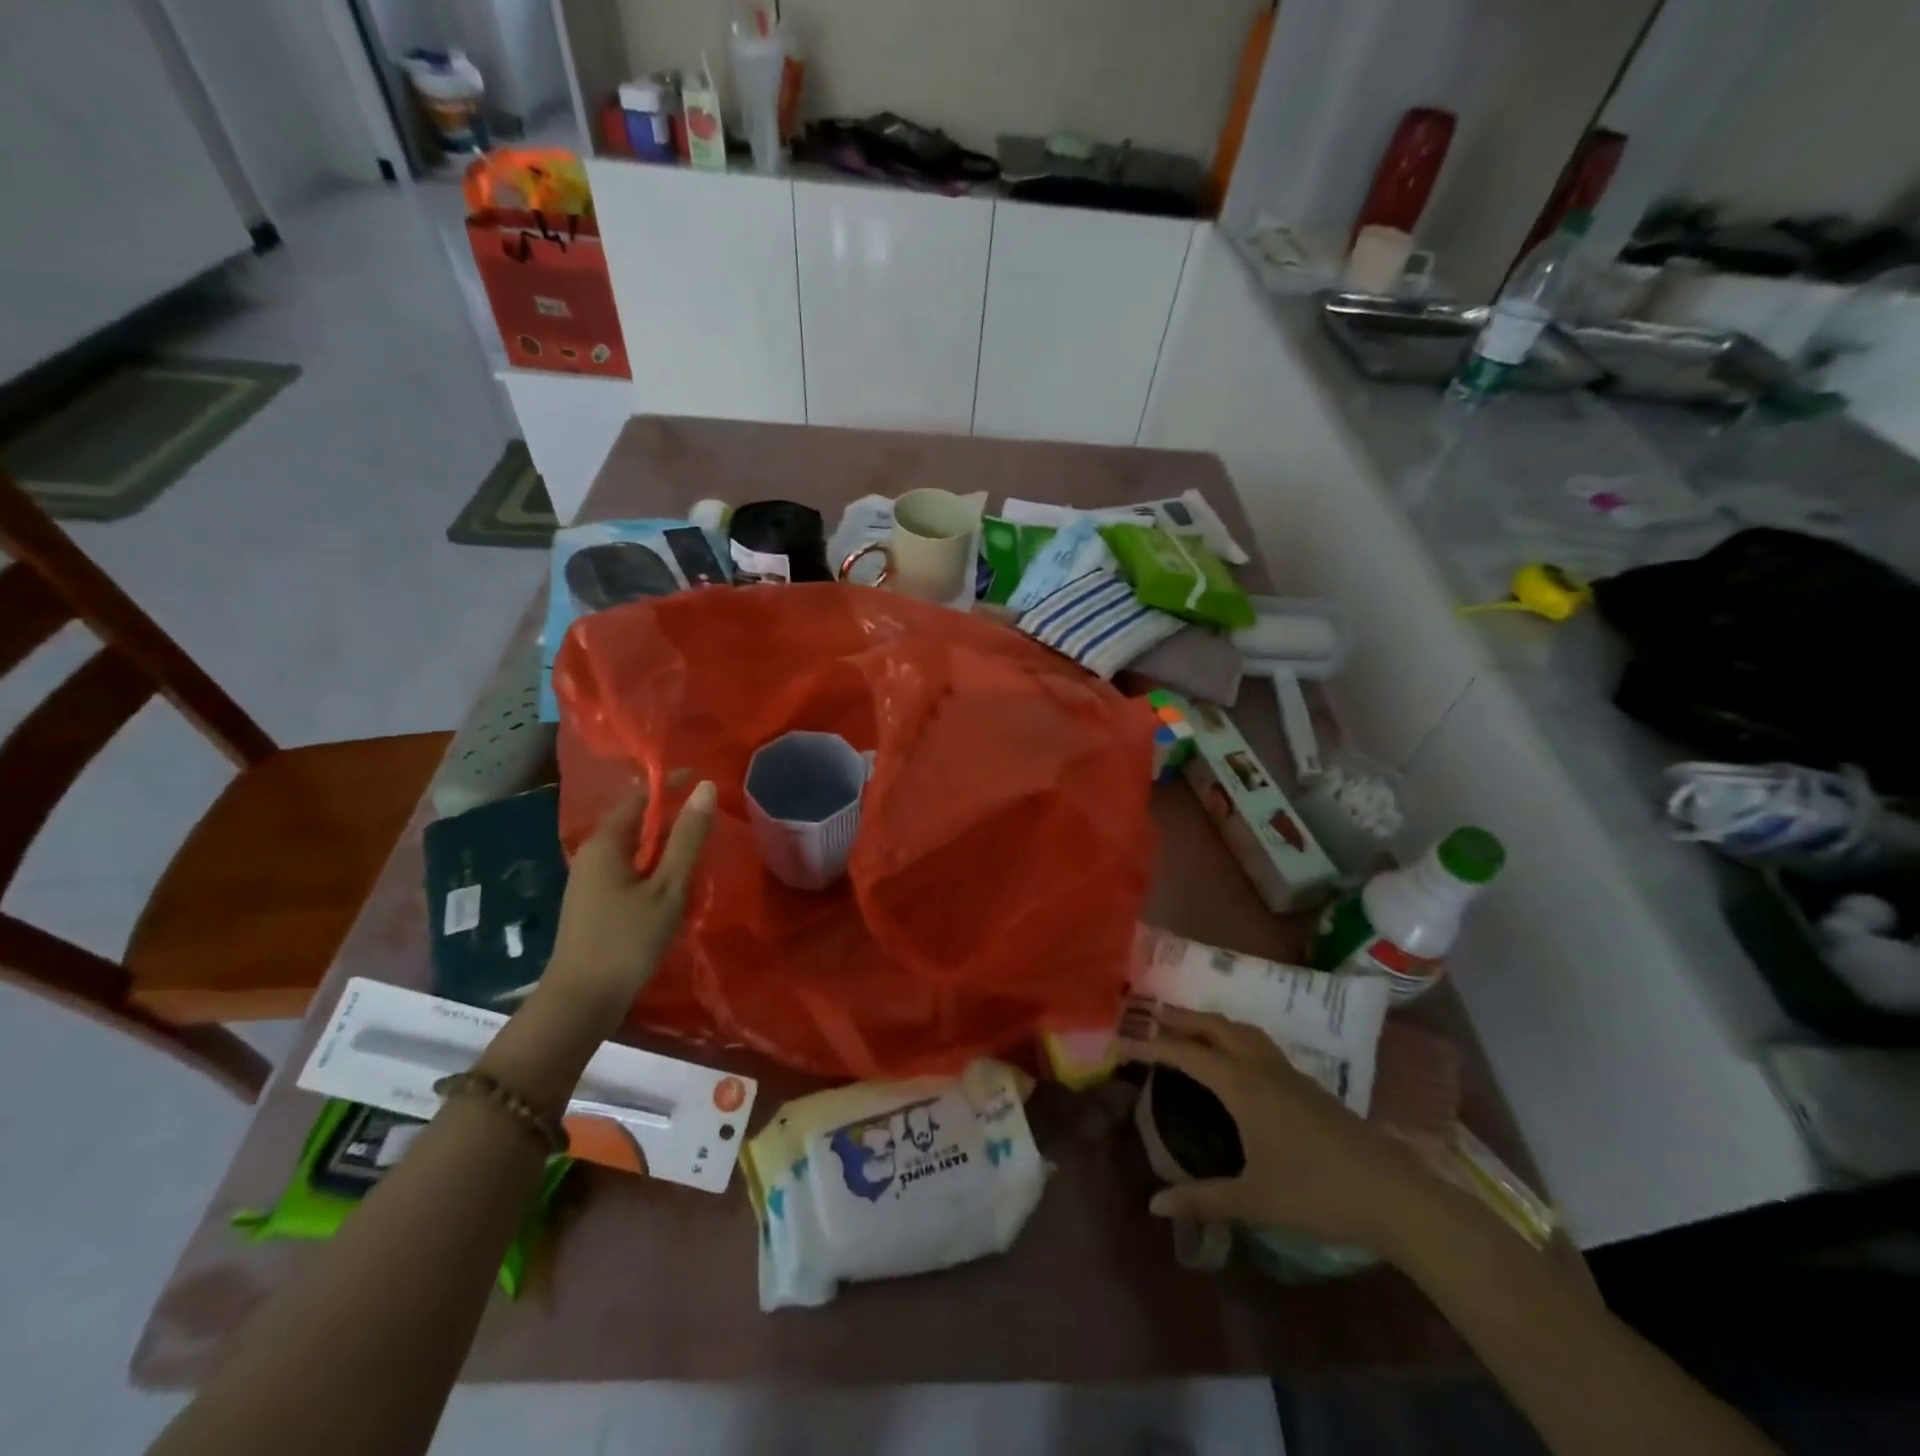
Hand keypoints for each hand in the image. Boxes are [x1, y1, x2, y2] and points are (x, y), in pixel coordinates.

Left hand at [546, 777, 715, 1012]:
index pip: (640, 796)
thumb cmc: (627, 939)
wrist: (581, 1001)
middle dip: (671, 816)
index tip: (704, 780)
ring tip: (699, 850)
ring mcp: (590, 880)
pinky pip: (629, 870)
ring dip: (665, 845)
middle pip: (636, 821)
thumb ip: (688, 837)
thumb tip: (706, 788)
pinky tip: (675, 885)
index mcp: (606, 843)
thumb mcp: (668, 887)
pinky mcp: (594, 903)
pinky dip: (655, 867)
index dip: (670, 784)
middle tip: (710, 820)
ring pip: (634, 848)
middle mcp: (592, 854)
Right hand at [1118, 1006, 1448, 1261]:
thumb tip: (1154, 1205)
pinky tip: (1234, 1057)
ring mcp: (1287, 1071)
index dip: (1151, 1045)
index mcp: (1243, 1085)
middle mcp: (1260, 1066)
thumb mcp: (1254, 1200)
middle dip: (1180, 1018)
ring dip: (1210, 1022)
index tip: (1121, 1040)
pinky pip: (1257, 1043)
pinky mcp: (1305, 1083)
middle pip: (1214, 1027)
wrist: (1393, 1193)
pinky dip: (1233, 1035)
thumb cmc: (1317, 1193)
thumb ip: (1203, 1199)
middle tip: (1150, 1014)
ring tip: (1188, 1026)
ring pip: (1240, 1030)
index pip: (1186, 1054)